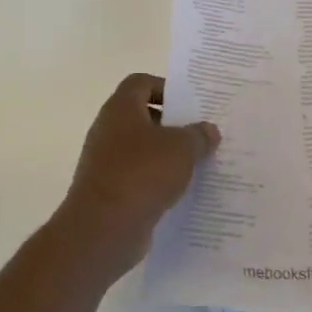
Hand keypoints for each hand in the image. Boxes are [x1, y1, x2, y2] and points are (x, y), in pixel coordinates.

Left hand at [53, 73, 219, 278]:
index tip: (190, 105)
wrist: (103, 228)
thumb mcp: (182, 149)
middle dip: (171, 125)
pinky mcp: (108, 191)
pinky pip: (137, 178)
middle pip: (142, 117)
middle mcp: (108, 130)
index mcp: (120, 108)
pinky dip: (156, 182)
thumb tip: (208, 130)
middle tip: (200, 135)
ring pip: (141, 150)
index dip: (165, 88)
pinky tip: (181, 193)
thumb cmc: (142, 173)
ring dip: (166, 156)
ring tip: (198, 165)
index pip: (141, 83)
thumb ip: (198, 135)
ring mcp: (105, 162)